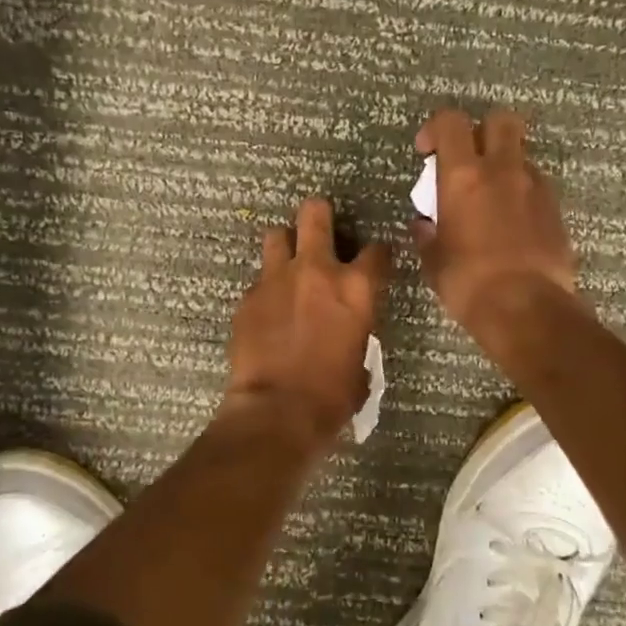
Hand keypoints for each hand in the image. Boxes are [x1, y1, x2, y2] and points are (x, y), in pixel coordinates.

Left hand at [223, 198, 391, 447]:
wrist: (277, 410)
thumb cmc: (332, 396)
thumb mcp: (361, 361)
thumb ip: (356, 331)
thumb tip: (349, 332)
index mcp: (356, 288)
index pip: (377, 250)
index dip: (377, 254)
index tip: (374, 261)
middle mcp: (316, 271)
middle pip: (315, 214)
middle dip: (319, 215)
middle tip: (319, 227)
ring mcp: (276, 279)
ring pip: (276, 235)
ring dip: (285, 245)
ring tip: (287, 264)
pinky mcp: (248, 297)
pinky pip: (258, 280)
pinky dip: (266, 290)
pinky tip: (267, 311)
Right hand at [413, 107, 576, 344]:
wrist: (527, 309)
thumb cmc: (468, 283)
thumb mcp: (434, 261)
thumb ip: (428, 234)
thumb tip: (425, 224)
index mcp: (464, 177)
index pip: (451, 122)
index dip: (436, 128)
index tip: (427, 152)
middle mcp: (502, 170)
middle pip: (500, 120)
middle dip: (482, 130)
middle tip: (467, 159)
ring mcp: (535, 187)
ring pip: (521, 154)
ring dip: (504, 165)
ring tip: (490, 198)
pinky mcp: (556, 209)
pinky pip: (536, 185)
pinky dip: (521, 193)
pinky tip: (511, 223)